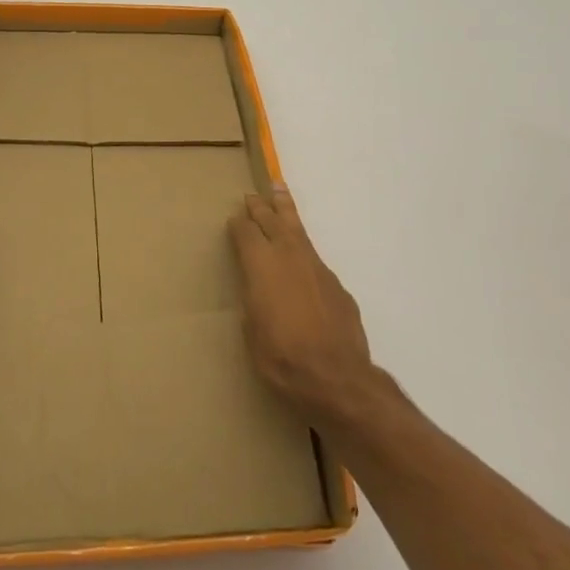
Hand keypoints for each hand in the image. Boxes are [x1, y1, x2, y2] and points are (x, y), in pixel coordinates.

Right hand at [228, 185, 375, 429]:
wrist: (336, 378)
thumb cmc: (281, 358)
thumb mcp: (252, 330)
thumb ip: (253, 300)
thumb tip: (258, 289)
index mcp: (260, 264)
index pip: (245, 233)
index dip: (237, 225)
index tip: (233, 219)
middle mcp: (288, 256)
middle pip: (271, 220)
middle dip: (260, 207)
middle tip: (252, 195)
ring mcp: (316, 267)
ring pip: (297, 229)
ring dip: (285, 210)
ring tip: (279, 191)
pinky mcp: (335, 284)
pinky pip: (313, 256)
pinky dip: (303, 248)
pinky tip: (300, 256)